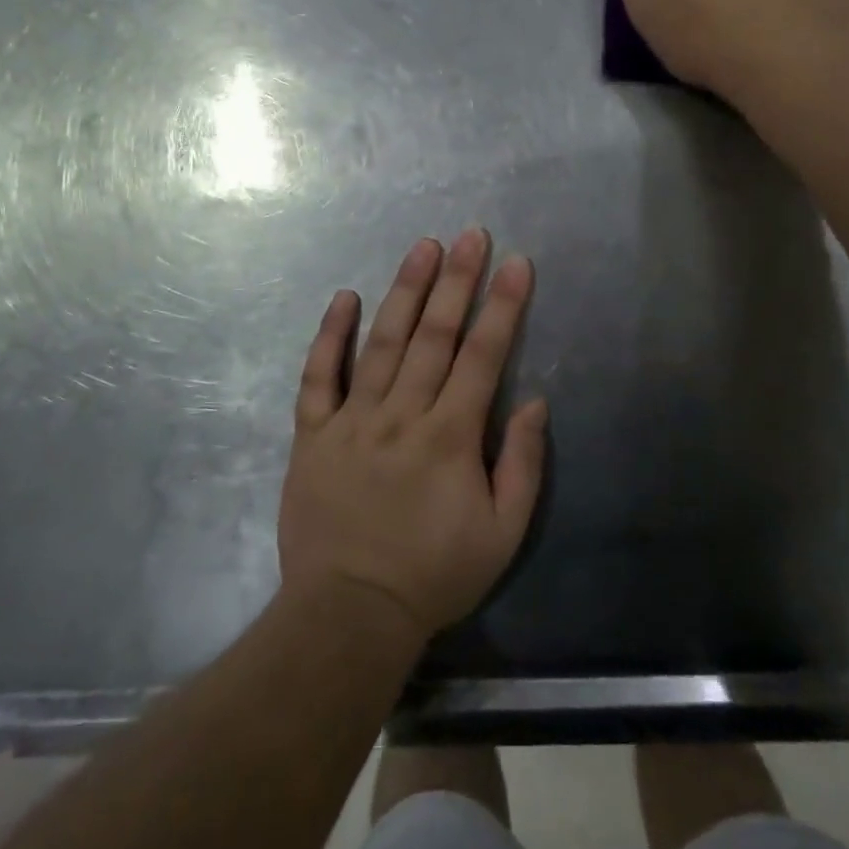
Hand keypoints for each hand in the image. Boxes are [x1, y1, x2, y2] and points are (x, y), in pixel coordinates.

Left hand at [277, 229, 546, 642]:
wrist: (350, 614)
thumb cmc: (434, 575)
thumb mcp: (502, 534)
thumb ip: (522, 464)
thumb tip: (535, 402)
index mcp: (450, 436)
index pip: (483, 355)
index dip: (502, 305)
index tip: (515, 263)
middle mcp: (402, 414)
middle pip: (434, 335)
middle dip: (457, 280)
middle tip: (470, 234)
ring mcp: (352, 420)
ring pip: (382, 342)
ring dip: (405, 291)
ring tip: (423, 247)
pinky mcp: (313, 434)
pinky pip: (318, 376)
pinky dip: (330, 335)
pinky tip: (343, 297)